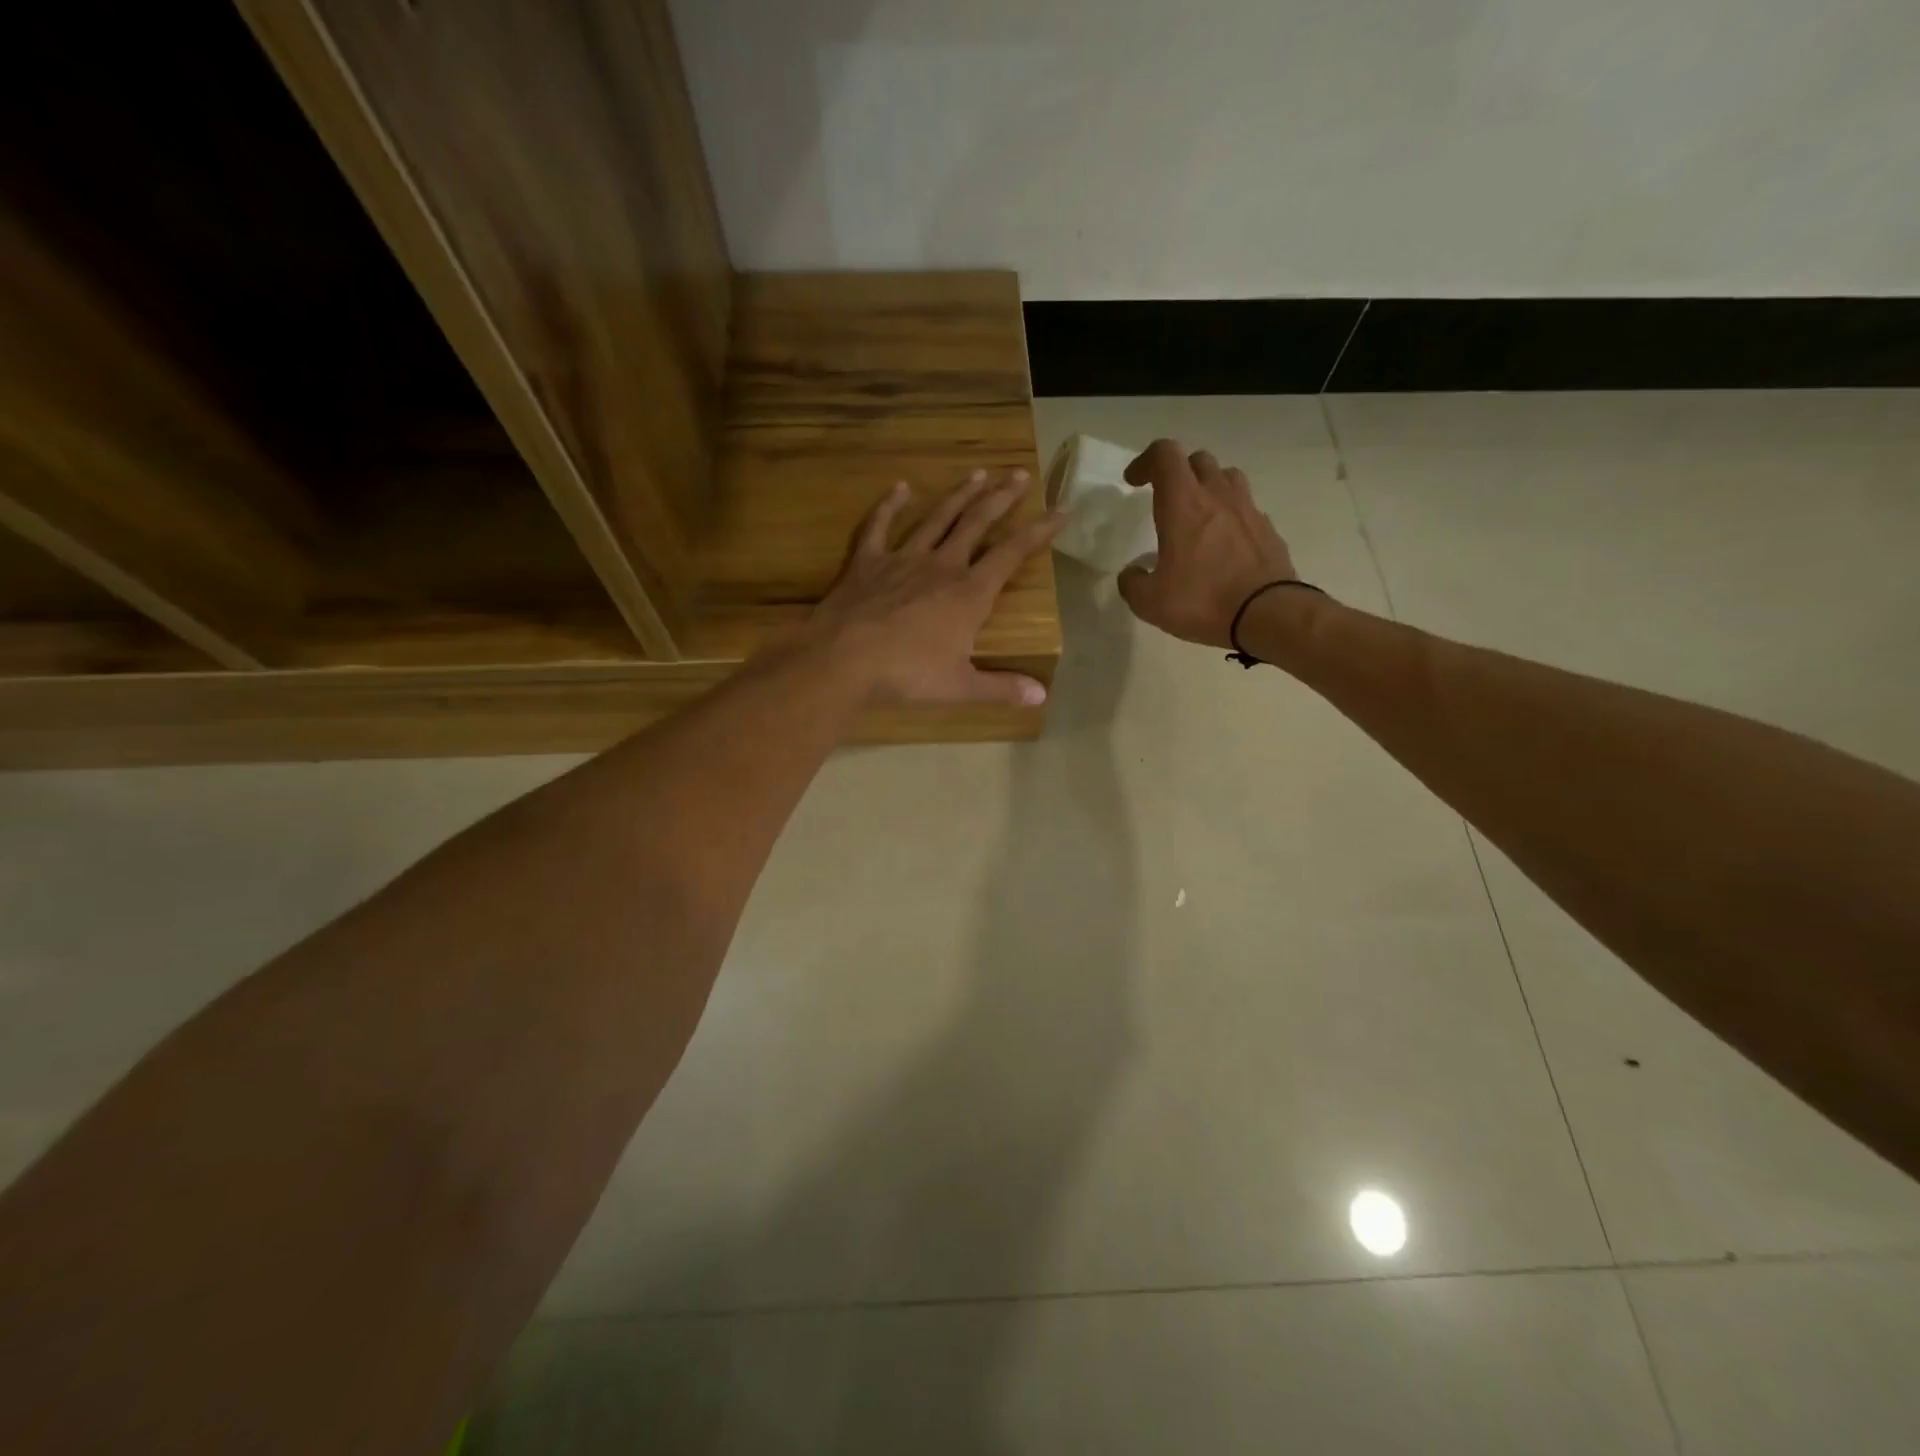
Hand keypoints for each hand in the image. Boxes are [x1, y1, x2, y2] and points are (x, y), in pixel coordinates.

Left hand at [807, 468, 1065, 704]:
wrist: (844, 659)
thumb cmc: (907, 675)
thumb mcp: (960, 687)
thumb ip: (1001, 689)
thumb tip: (1041, 697)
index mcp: (970, 593)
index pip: (1013, 553)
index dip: (1040, 530)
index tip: (1062, 510)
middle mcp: (942, 566)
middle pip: (977, 523)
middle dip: (1002, 498)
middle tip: (1020, 474)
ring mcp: (903, 559)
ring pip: (937, 518)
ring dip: (959, 495)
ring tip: (978, 473)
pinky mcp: (868, 561)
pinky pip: (880, 526)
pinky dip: (889, 505)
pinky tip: (899, 487)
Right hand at [1116, 440, 1301, 647]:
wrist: (1268, 614)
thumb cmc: (1202, 600)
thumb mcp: (1150, 602)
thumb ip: (1133, 583)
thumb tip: (1132, 574)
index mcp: (1183, 504)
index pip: (1165, 455)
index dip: (1145, 461)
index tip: (1133, 482)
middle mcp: (1217, 496)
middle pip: (1198, 460)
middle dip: (1177, 472)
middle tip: (1165, 498)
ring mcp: (1247, 510)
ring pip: (1227, 477)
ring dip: (1208, 487)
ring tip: (1198, 514)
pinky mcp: (1268, 529)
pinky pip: (1246, 508)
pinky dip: (1230, 515)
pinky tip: (1223, 544)